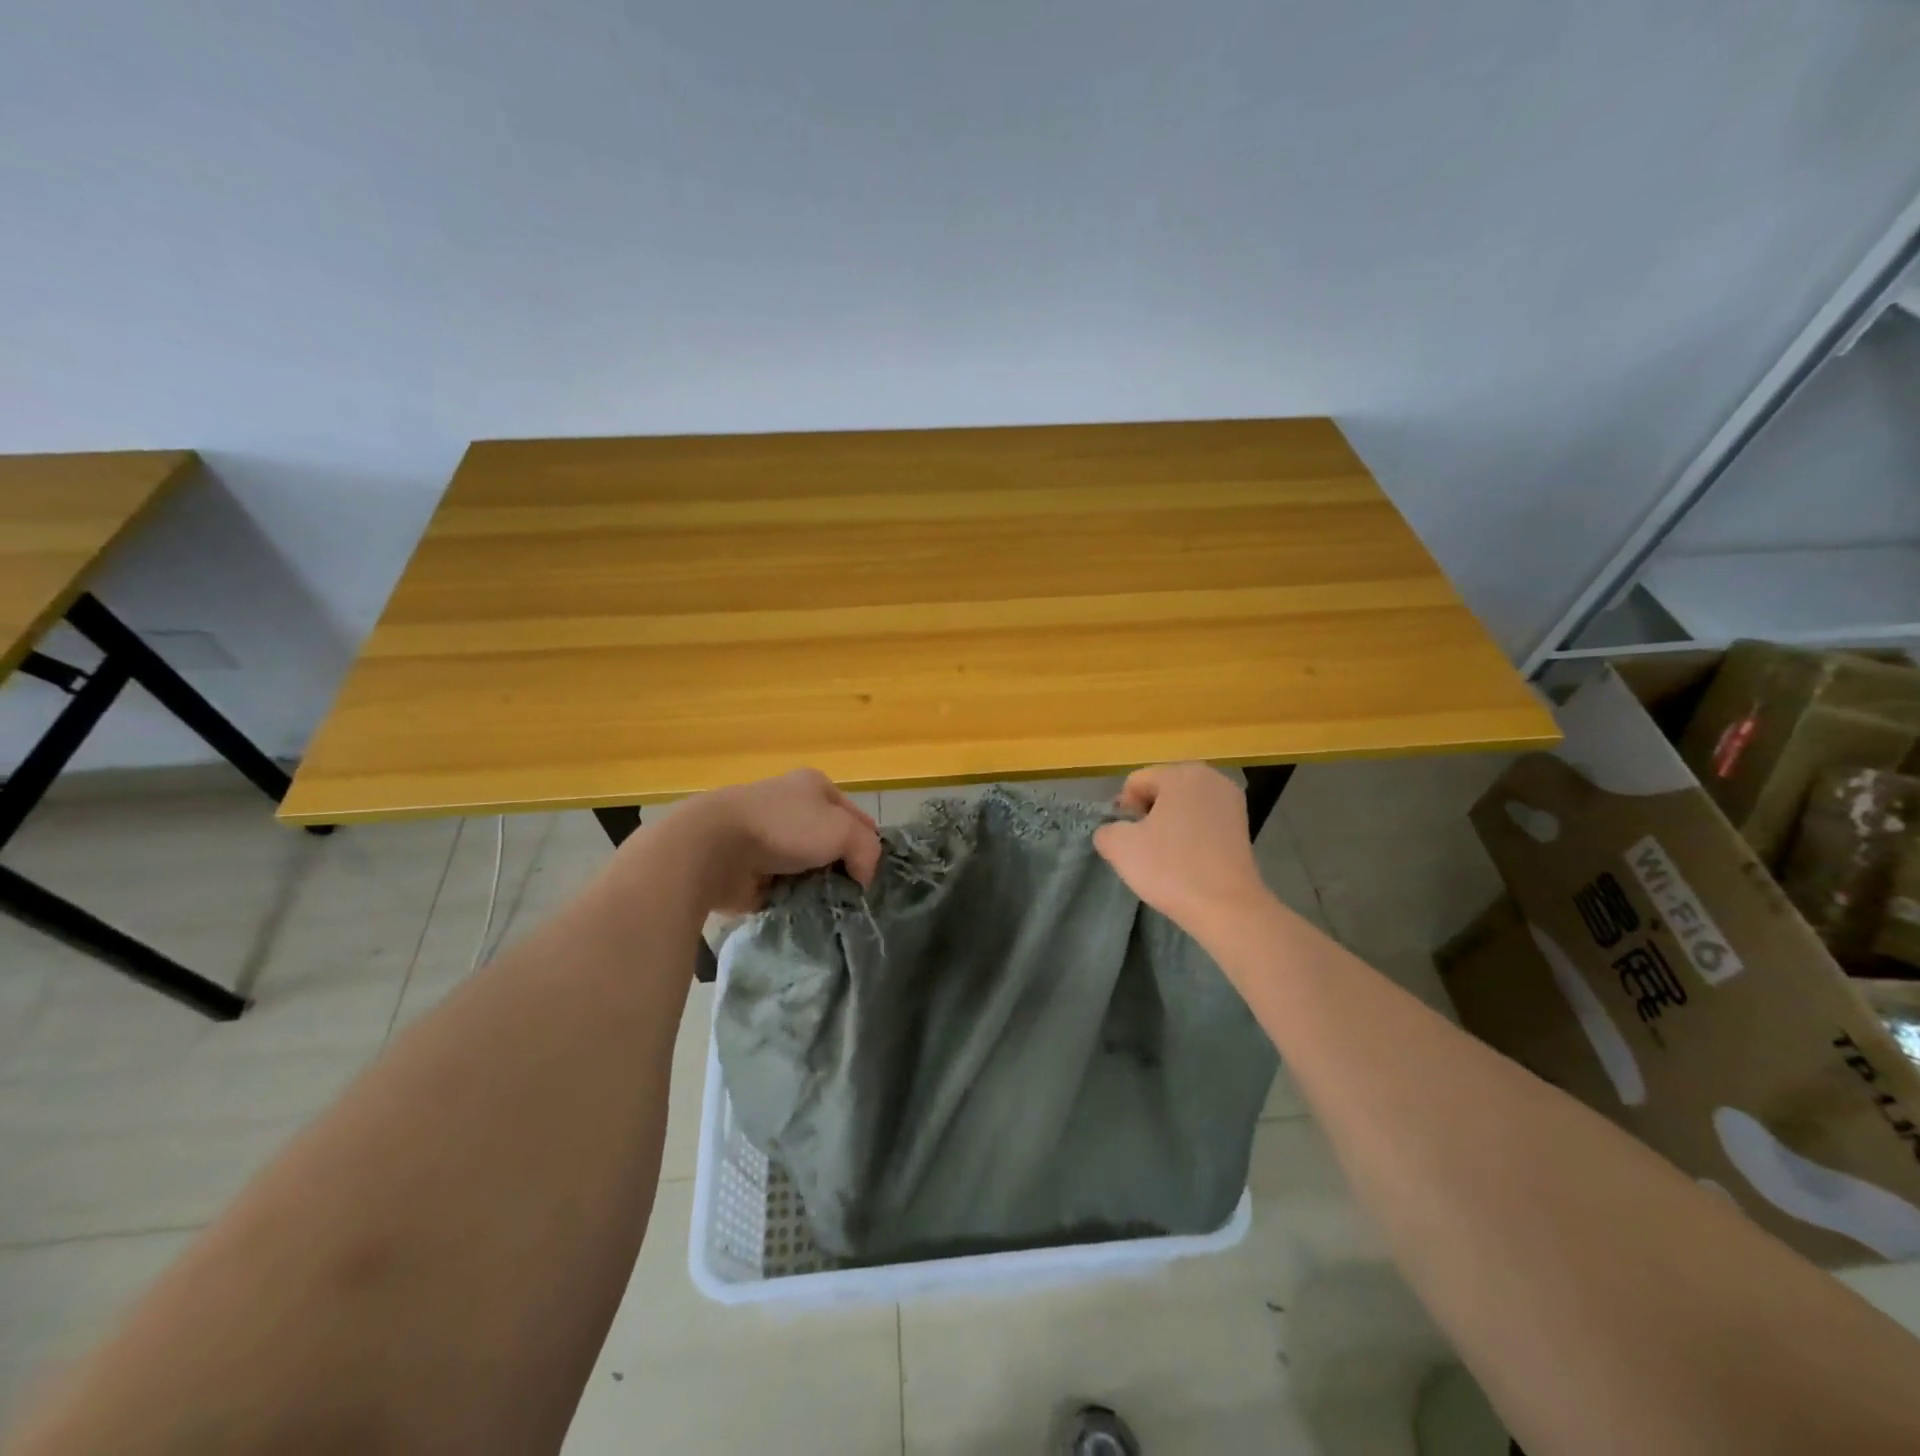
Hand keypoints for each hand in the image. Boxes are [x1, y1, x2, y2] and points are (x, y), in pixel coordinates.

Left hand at [656, 769, 882, 912]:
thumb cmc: (784, 827)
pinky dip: (794, 901)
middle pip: (832, 845)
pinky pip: (784, 889)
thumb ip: (867, 851)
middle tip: (854, 898)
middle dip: (842, 871)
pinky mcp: (751, 870)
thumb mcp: (843, 830)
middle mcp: (793, 809)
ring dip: (818, 888)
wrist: (714, 848)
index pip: (857, 817)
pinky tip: (805, 915)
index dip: (868, 845)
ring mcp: (769, 840)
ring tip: (831, 911)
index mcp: (815, 787)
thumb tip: (863, 877)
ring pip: (809, 869)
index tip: (872, 877)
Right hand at [1093, 763, 1269, 929]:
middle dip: (1148, 816)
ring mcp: (1232, 802)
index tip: (1128, 840)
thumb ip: (1106, 829)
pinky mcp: (1243, 827)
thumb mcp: (1119, 847)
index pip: (1136, 783)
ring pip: (1182, 808)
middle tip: (1144, 849)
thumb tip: (1114, 831)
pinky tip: (1188, 862)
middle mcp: (1211, 778)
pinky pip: (1203, 823)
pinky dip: (1191, 837)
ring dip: (1169, 826)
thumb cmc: (1171, 869)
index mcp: (1182, 773)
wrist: (1227, 909)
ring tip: (1166, 858)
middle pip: (1161, 791)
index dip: (1124, 811)